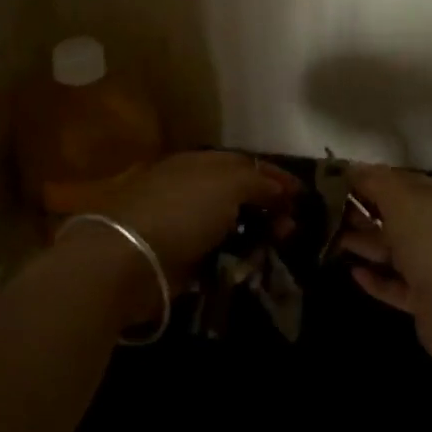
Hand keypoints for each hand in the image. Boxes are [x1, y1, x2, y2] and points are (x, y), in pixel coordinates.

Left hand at [101, 150, 300, 290]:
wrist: (127, 259)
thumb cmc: (181, 210)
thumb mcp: (227, 184)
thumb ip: (257, 181)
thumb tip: (280, 188)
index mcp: (200, 163)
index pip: (246, 163)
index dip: (275, 176)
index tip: (304, 194)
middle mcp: (192, 189)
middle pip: (240, 195)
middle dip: (270, 209)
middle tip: (293, 228)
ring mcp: (184, 224)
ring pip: (231, 227)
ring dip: (256, 237)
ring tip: (278, 250)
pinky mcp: (180, 258)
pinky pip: (218, 255)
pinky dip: (236, 260)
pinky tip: (251, 268)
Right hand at [337, 164, 431, 346]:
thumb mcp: (401, 200)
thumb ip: (376, 181)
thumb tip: (353, 168)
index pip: (409, 181)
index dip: (376, 179)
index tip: (341, 180)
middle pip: (403, 216)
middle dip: (367, 213)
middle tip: (330, 210)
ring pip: (399, 251)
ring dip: (368, 244)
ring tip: (332, 239)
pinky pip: (400, 284)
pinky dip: (379, 278)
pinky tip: (354, 273)